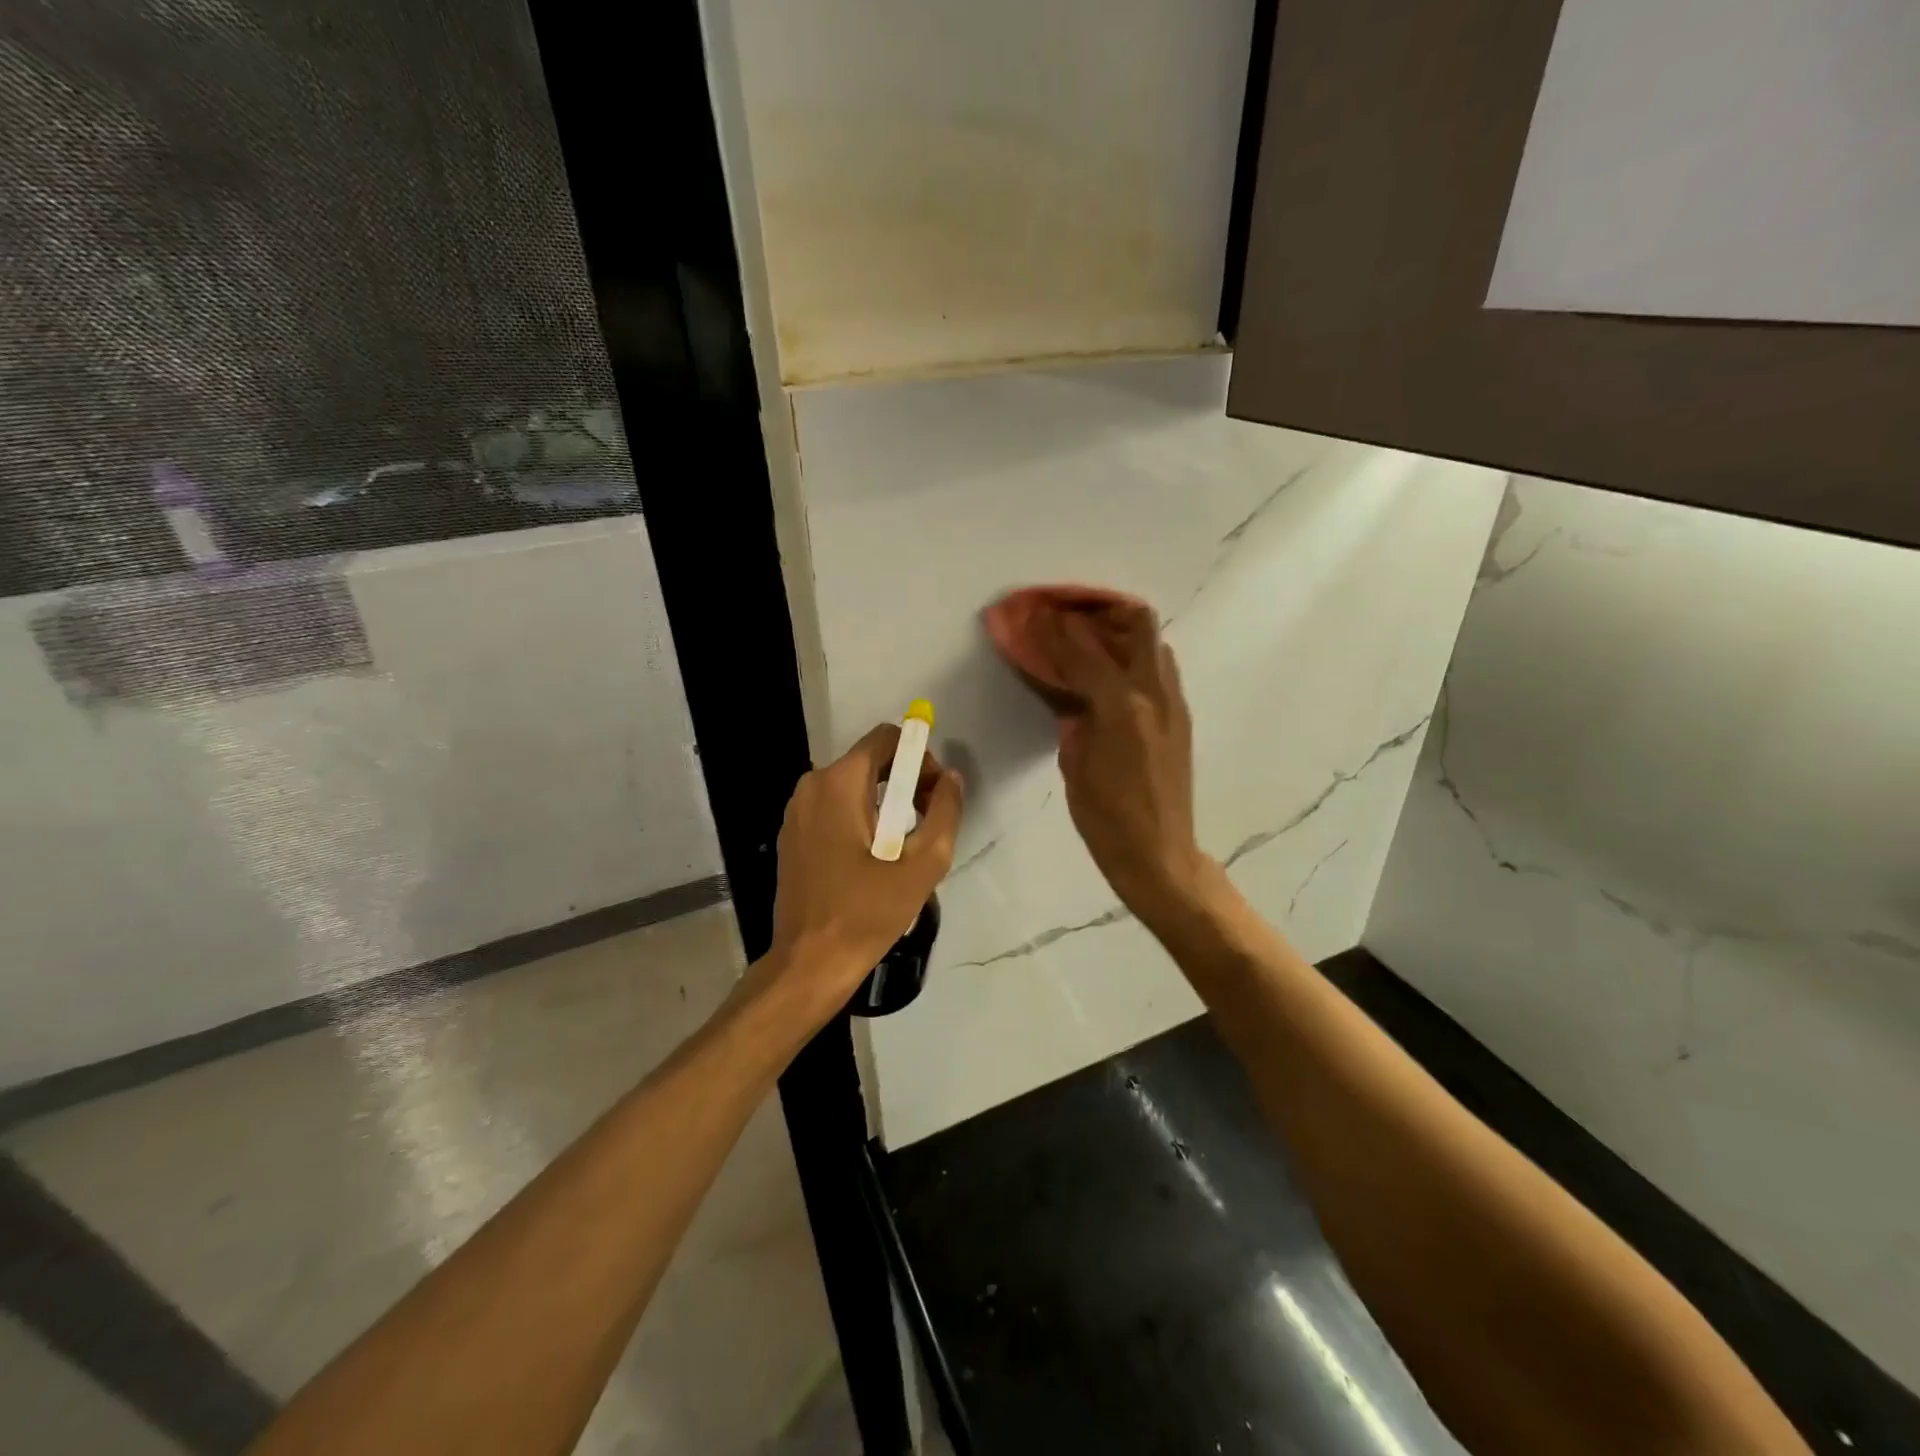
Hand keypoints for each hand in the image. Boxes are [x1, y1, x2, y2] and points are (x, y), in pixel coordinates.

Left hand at [764, 724, 963, 1016]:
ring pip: (853, 785)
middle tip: (925, 824)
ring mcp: (797, 811)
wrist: (809, 963)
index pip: (886, 738)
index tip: (933, 796)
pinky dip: (860, 818)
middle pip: (870, 760)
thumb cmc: (867, 913)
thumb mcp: (923, 864)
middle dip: (905, 782)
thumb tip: (950, 779)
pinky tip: (872, 859)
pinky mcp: (792, 834)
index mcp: (839, 783)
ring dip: (885, 803)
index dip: (919, 758)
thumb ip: (945, 812)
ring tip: (902, 848)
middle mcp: (812, 785)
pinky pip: (834, 808)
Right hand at [1032, 602, 1209, 920]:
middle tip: (1072, 618)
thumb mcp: (1076, 768)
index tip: (1035, 614)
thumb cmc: (1107, 821)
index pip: (1084, 653)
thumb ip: (1074, 721)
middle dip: (1102, 612)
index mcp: (1122, 709)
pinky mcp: (1181, 718)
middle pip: (1139, 624)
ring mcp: (1174, 704)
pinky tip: (1111, 676)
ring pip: (1155, 644)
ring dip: (1122, 634)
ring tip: (1091, 643)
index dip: (1055, 631)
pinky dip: (1135, 659)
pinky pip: (1160, 670)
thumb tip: (1072, 697)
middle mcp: (1155, 695)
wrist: (1160, 855)